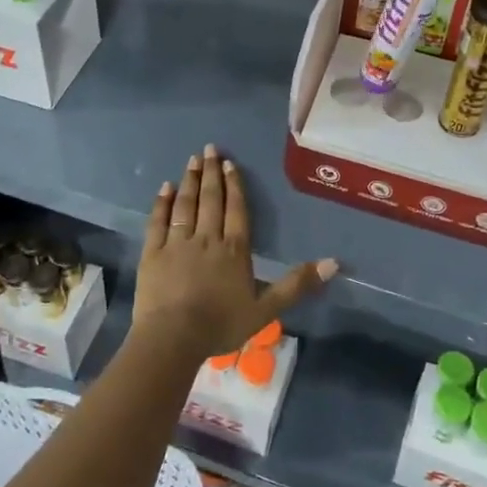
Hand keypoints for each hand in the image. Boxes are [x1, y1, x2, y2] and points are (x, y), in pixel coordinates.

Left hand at [135, 145, 337, 356]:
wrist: (174, 337)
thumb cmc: (221, 324)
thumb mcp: (266, 309)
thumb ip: (297, 284)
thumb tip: (334, 262)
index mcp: (234, 250)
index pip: (236, 210)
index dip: (234, 185)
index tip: (230, 163)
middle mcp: (206, 238)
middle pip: (211, 200)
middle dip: (212, 173)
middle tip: (209, 149)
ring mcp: (177, 243)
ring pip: (186, 205)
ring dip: (190, 181)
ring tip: (192, 161)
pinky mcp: (153, 252)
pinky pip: (158, 221)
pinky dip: (162, 203)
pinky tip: (165, 188)